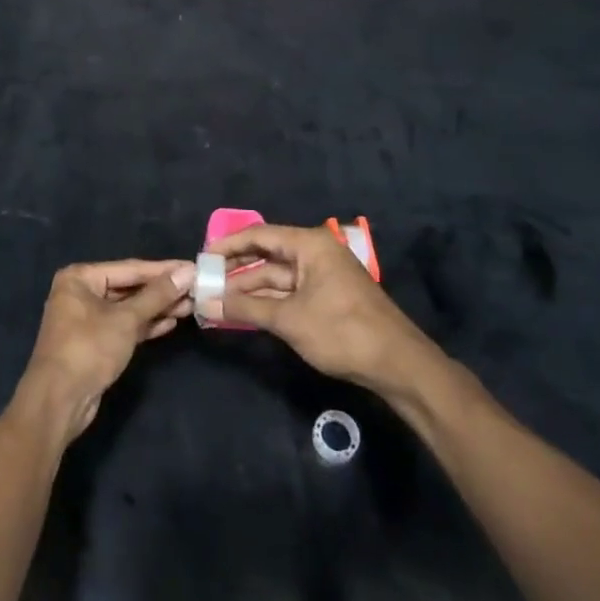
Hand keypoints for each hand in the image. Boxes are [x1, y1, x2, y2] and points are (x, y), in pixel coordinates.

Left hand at [16, 260, 194, 442]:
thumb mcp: (126, 319)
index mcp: (80, 277)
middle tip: (195, 289)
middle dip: (161, 291)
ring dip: (157, 308)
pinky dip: (145, 325)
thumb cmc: (89, 349)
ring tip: (190, 306)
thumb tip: (187, 271)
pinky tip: (170, 323)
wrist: (58, 401)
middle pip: (129, 287)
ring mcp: (87, 319)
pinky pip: (124, 326)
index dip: (163, 270)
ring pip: (128, 308)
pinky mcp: (95, 342)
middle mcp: (81, 292)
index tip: (192, 267)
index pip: (130, 268)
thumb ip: (157, 295)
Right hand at [212, 224, 428, 391]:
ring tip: (217, 301)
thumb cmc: (342, 331)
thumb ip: (245, 308)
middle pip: (267, 255)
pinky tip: (244, 312)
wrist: (398, 365)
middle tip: (204, 282)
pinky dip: (267, 301)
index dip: (227, 245)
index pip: (258, 235)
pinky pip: (289, 292)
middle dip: (236, 269)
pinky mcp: (327, 297)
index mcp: (309, 244)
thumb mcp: (289, 319)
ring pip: (277, 276)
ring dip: (249, 289)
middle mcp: (315, 252)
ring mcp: (322, 275)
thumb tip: (205, 304)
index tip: (201, 258)